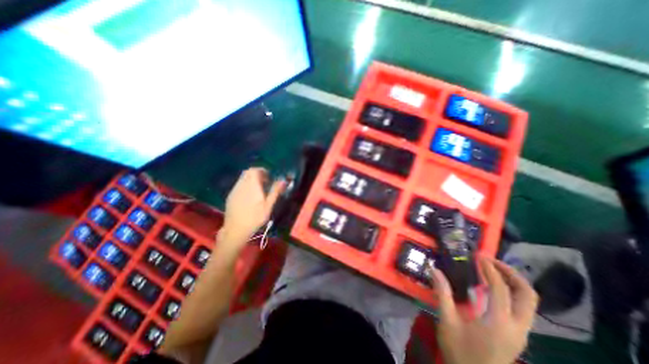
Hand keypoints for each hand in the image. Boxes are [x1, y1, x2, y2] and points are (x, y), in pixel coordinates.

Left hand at [219, 168, 284, 252]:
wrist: (235, 230)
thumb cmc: (255, 218)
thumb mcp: (268, 206)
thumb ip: (275, 192)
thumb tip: (283, 181)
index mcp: (252, 186)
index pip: (254, 170)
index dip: (262, 170)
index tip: (268, 177)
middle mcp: (242, 185)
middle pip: (248, 172)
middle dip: (256, 174)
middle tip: (264, 182)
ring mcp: (235, 190)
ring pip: (242, 178)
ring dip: (250, 180)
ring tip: (257, 190)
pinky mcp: (230, 196)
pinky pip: (239, 185)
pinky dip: (245, 185)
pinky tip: (249, 196)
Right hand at [432, 257, 539, 363]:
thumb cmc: (460, 353)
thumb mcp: (447, 321)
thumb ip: (442, 293)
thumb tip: (433, 268)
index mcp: (499, 323)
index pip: (500, 289)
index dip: (490, 269)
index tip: (478, 256)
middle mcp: (517, 327)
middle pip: (527, 295)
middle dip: (511, 273)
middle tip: (491, 261)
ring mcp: (521, 333)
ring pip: (529, 302)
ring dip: (513, 282)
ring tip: (493, 270)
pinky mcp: (518, 336)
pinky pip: (523, 308)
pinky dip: (512, 292)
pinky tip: (494, 288)